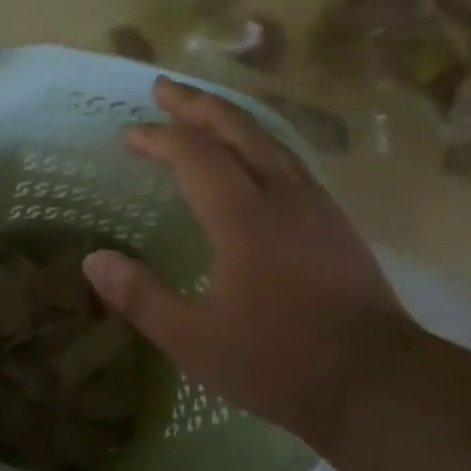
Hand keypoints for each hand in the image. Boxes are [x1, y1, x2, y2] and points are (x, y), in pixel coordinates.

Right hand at [82, 79, 423, 451]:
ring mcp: (315, 205)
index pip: (194, 156)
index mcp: (243, 218)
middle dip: (196, 104)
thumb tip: (93, 260)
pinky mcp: (335, 221)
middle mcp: (281, 196)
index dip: (158, 138)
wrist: (376, 382)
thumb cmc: (279, 363)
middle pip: (236, 130)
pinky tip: (256, 155)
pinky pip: (290, 160)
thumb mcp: (195, 342)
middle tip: (163, 88)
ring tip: (203, 109)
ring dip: (230, 118)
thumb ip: (141, 298)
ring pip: (269, 140)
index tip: (127, 135)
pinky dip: (261, 141)